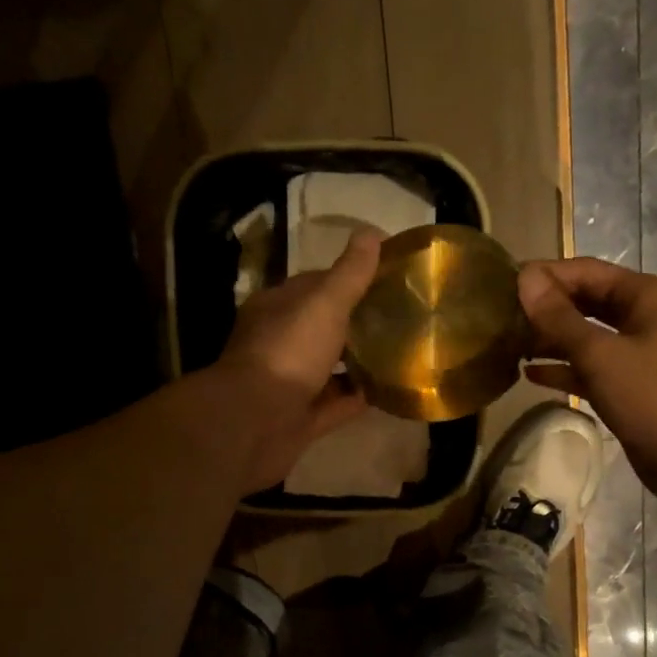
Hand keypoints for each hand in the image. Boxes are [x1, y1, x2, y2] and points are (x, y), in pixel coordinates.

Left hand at [214, 229, 378, 492]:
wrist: (255, 423)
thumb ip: (350, 274)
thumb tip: (372, 232)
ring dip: (360, 362)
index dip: (349, 279)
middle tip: (401, 318)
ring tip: (401, 353)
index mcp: (277, 308)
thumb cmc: (288, 352)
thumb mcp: (324, 303)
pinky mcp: (302, 420)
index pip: (315, 286)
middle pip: (324, 328)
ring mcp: (290, 385)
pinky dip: (359, 398)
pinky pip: (337, 404)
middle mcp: (280, 344)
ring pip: (330, 369)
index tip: (386, 279)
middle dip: (357, 323)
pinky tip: (389, 391)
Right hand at [519, 258, 656, 509]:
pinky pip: (587, 368)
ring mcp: (633, 353)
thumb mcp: (600, 355)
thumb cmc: (652, 397)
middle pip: (583, 302)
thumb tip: (525, 279)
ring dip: (549, 340)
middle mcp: (639, 317)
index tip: (503, 285)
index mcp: (642, 296)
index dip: (545, 276)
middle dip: (544, 308)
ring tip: (507, 344)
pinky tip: (530, 373)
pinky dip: (562, 369)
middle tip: (500, 316)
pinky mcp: (625, 386)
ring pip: (583, 337)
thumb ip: (559, 319)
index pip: (585, 272)